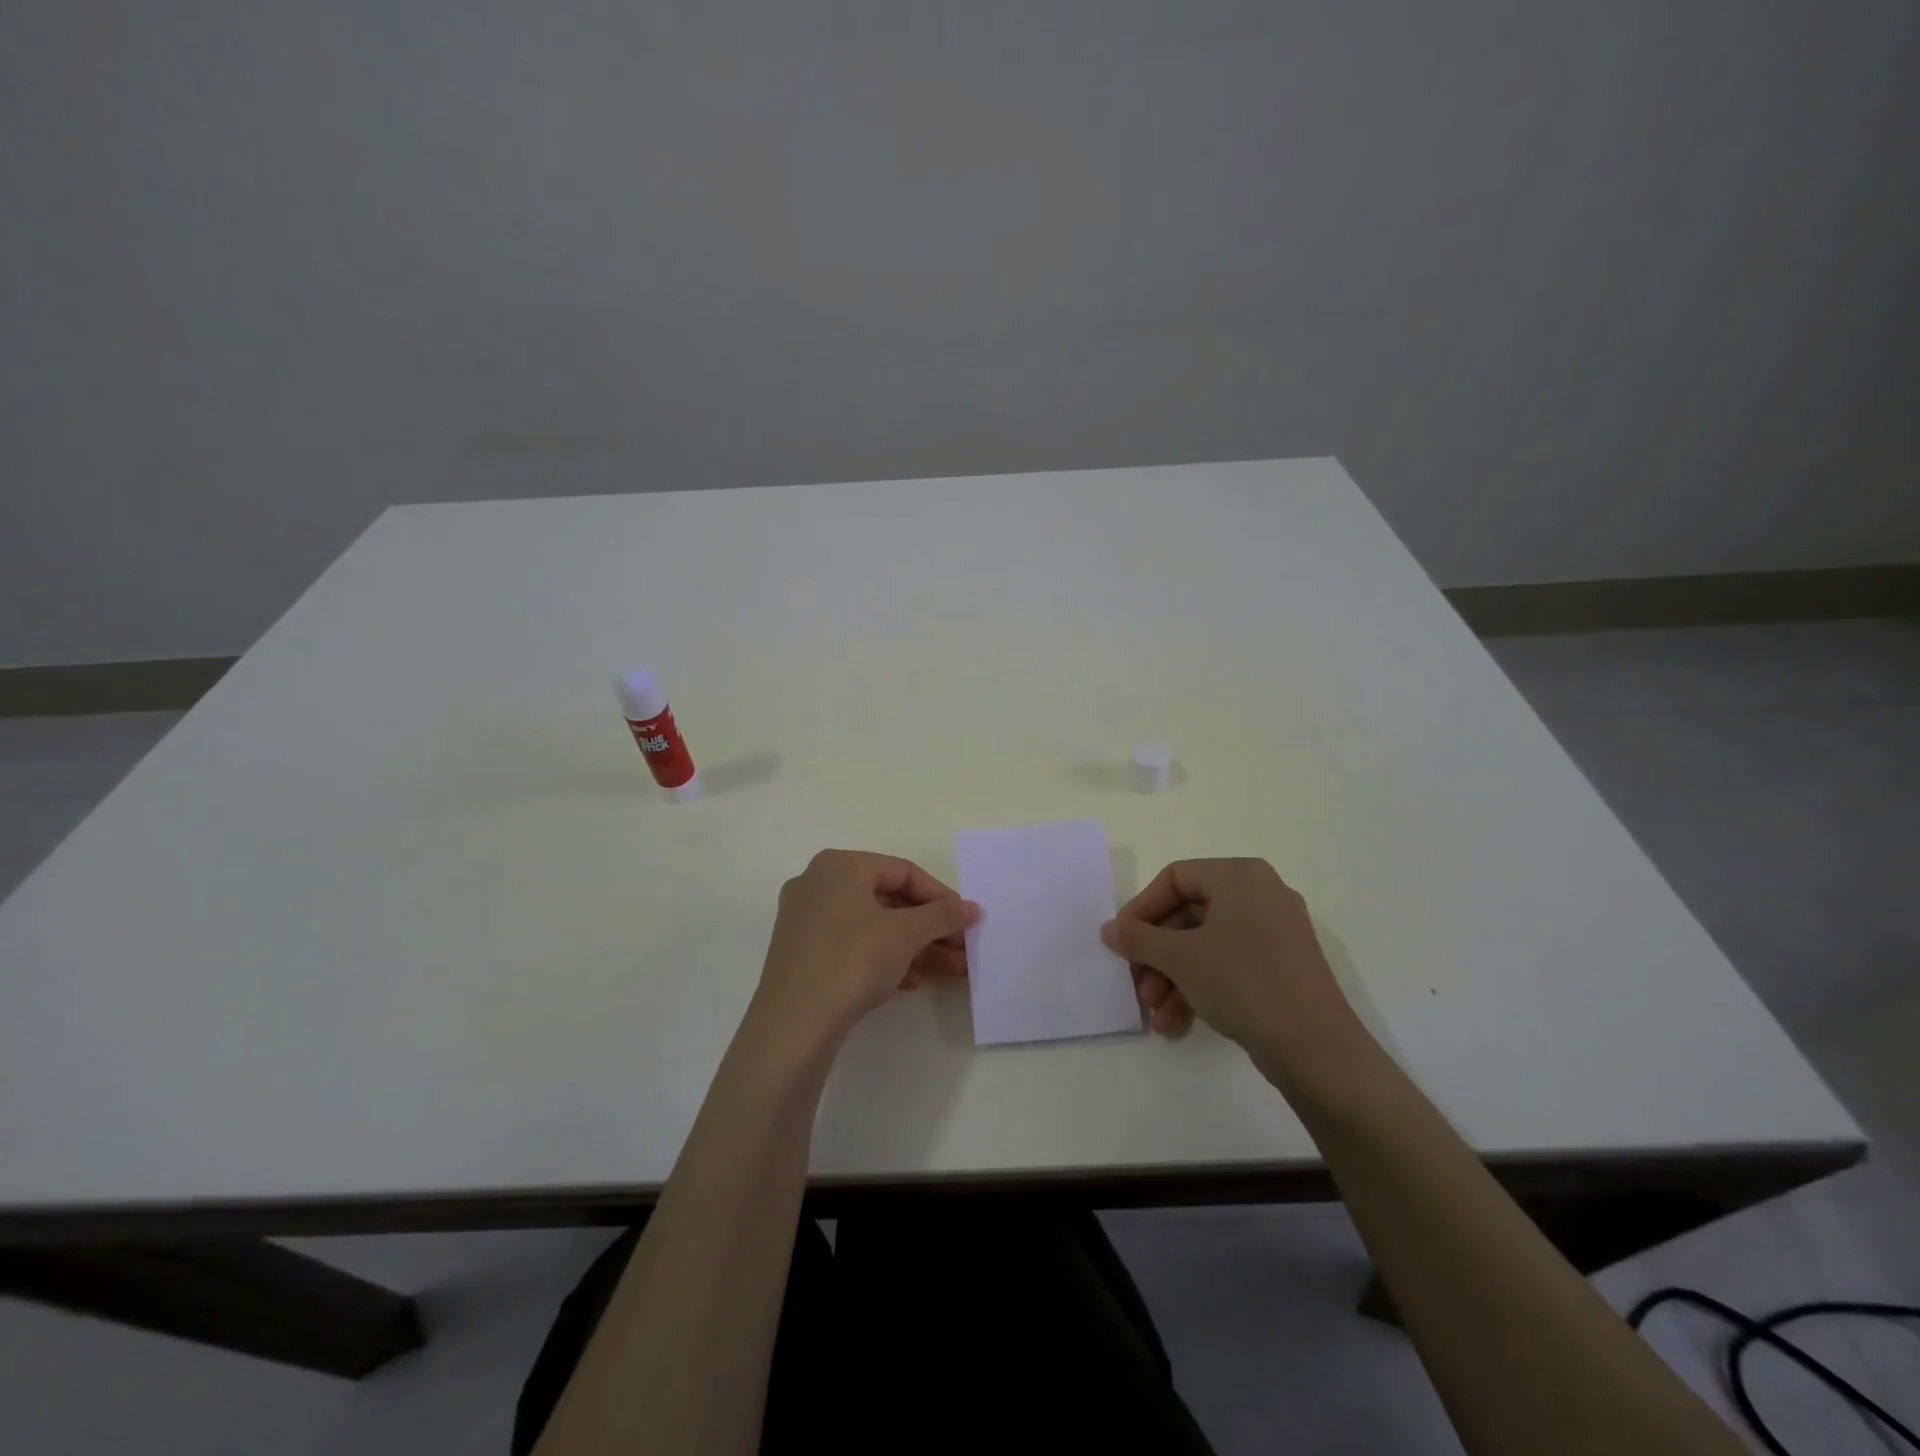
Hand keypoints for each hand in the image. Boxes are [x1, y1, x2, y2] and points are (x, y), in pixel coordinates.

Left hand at [746, 850, 979, 1055]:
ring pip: (873, 926)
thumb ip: (941, 916)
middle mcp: (818, 885)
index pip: (903, 871)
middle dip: (930, 926)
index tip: (966, 920)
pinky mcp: (803, 955)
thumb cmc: (852, 961)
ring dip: (914, 946)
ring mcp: (806, 921)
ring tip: (951, 969)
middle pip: (888, 899)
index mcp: (839, 866)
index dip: (940, 895)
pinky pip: (853, 946)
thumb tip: (972, 908)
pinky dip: (885, 958)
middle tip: (962, 947)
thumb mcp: (905, 934)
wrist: (793, 1027)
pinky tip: (913, 982)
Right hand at [1101, 858, 1361, 1070]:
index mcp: (1240, 876)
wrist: (1318, 1050)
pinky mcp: (1282, 967)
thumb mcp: (1181, 958)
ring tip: (1154, 1012)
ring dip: (1173, 977)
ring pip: (1206, 944)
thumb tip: (1109, 930)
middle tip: (1136, 983)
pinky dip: (1199, 986)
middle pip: (1188, 915)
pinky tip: (1176, 1022)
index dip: (1141, 909)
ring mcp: (1274, 932)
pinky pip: (1228, 964)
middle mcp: (1260, 895)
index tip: (1120, 941)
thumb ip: (1138, 939)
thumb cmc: (1243, 983)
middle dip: (1156, 954)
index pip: (1175, 878)